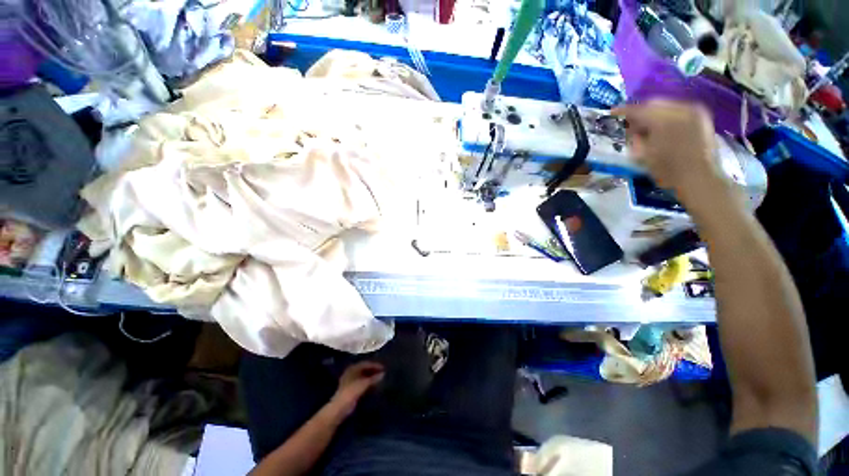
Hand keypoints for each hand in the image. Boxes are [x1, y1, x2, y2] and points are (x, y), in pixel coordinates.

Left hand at [330, 361, 384, 417]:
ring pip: (363, 376)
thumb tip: (383, 374)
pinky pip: (361, 382)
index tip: (383, 368)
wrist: (341, 407)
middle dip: (373, 370)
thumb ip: (374, 378)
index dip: (375, 365)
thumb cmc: (352, 391)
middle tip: (382, 372)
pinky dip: (368, 383)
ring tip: (379, 378)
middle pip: (364, 369)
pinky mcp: (351, 389)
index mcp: (353, 368)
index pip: (366, 363)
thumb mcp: (365, 383)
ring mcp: (350, 381)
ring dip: (371, 377)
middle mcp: (351, 372)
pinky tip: (373, 385)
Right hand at [612, 100, 724, 200]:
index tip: (613, 112)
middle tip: (631, 125)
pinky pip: (679, 110)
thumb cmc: (667, 171)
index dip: (624, 111)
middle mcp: (681, 110)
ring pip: (667, 106)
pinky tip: (662, 129)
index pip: (639, 110)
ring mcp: (694, 112)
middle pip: (654, 104)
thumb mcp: (643, 155)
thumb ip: (636, 138)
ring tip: (647, 129)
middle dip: (641, 113)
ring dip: (654, 115)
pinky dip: (667, 116)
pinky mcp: (701, 117)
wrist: (699, 178)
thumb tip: (632, 129)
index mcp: (664, 120)